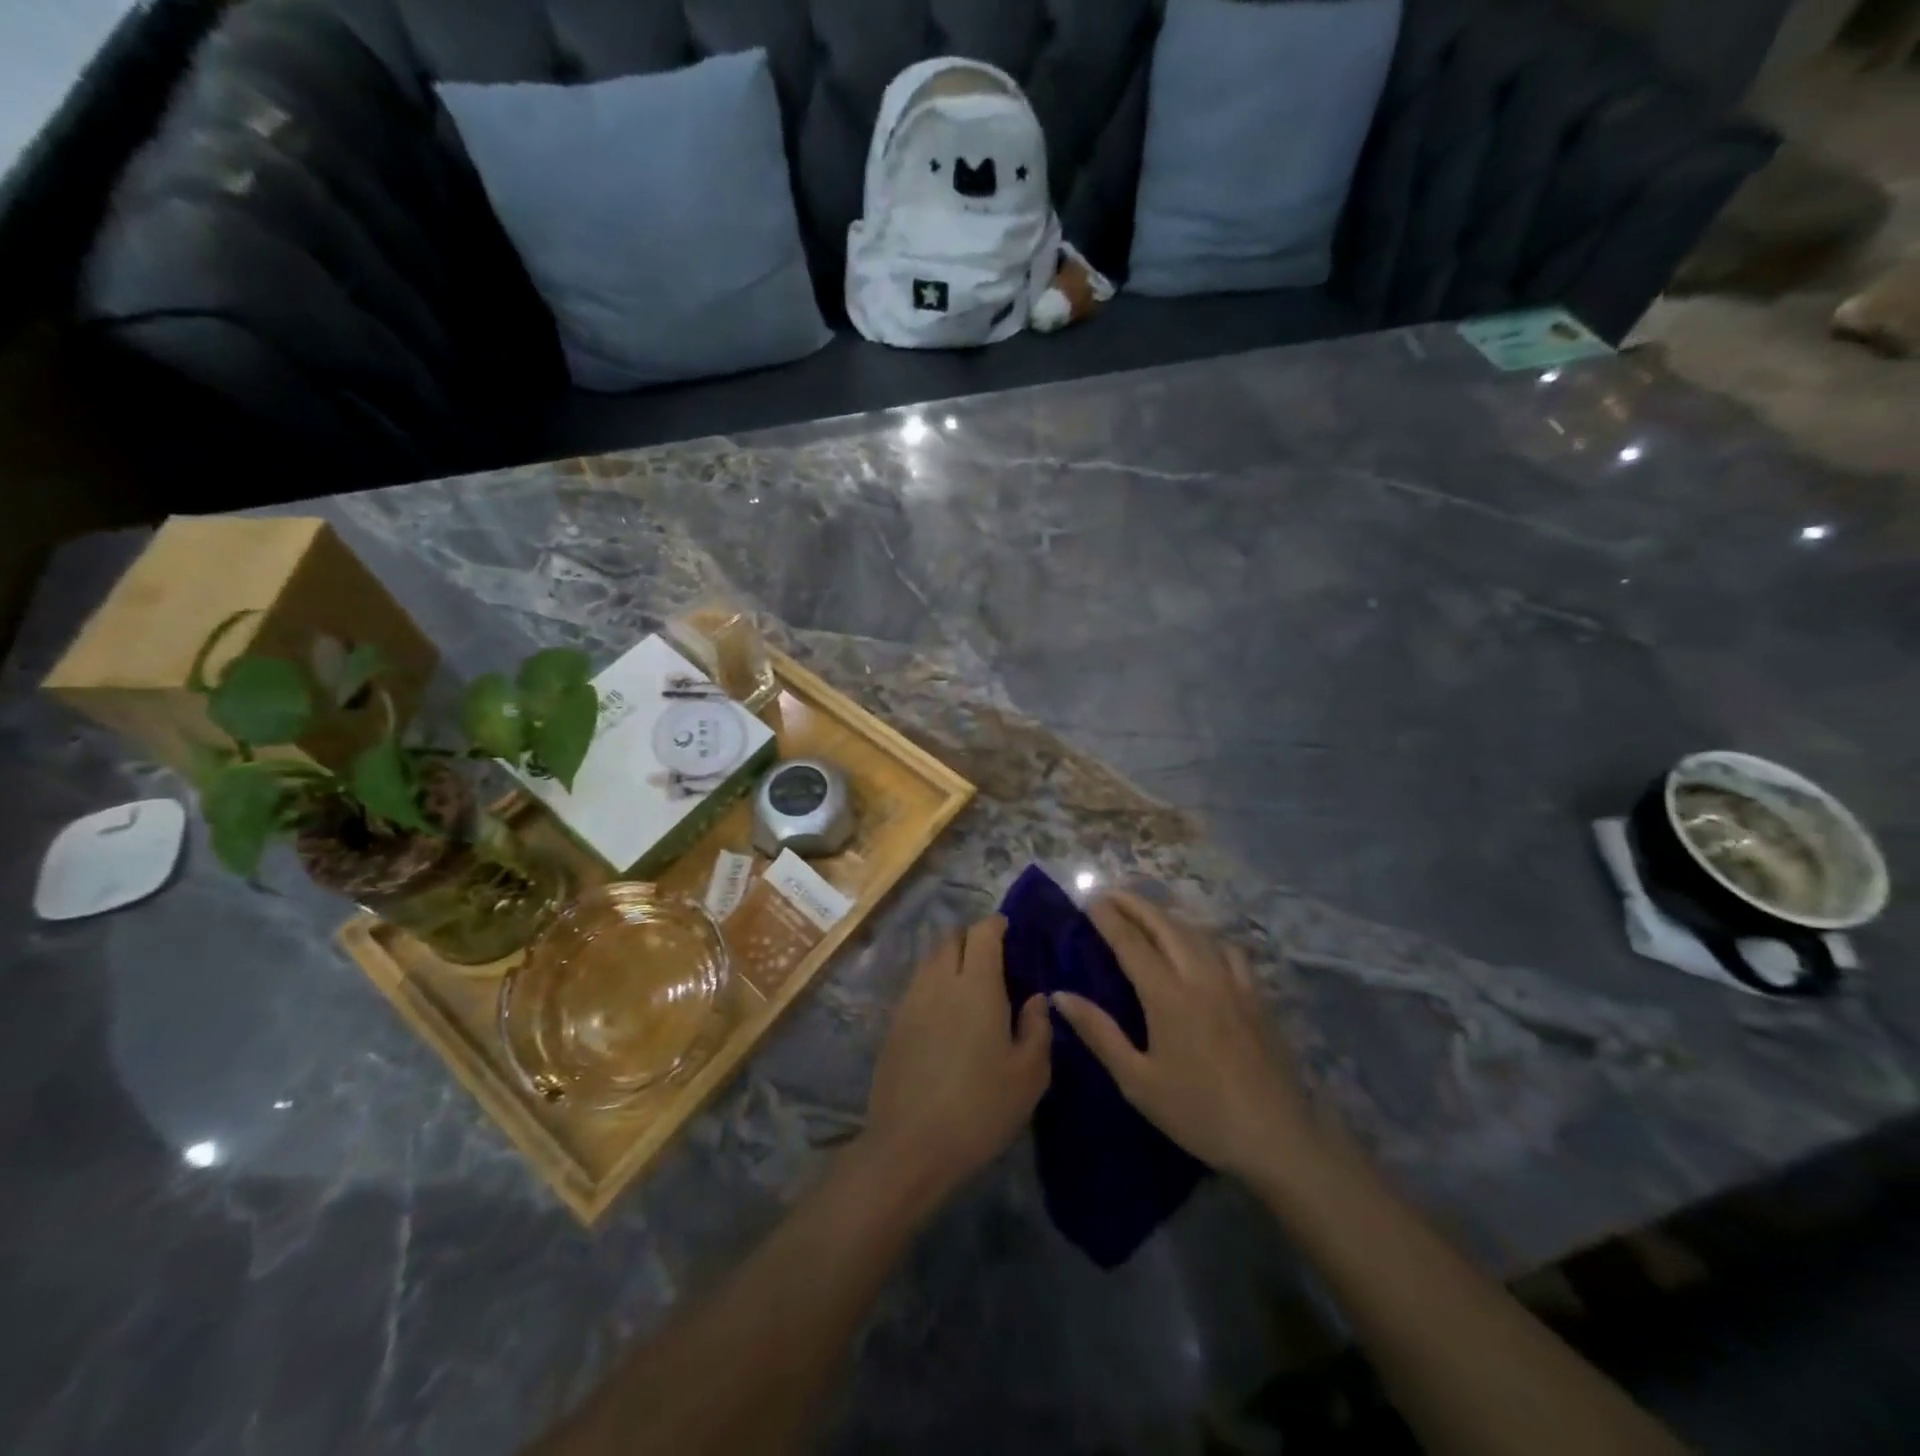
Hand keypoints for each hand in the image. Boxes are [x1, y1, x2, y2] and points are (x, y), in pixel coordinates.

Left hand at [863, 916, 1050, 1206]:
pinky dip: (934, 983)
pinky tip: (946, 1012)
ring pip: (931, 960)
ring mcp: (911, 1001)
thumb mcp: (1029, 1074)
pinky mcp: (894, 1024)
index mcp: (977, 985)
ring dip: (950, 958)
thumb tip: (1036, 998)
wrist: (911, 1145)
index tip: (1010, 931)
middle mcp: (940, 981)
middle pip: (952, 938)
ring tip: (969, 983)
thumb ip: (1037, 1027)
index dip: (996, 925)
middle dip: (972, 937)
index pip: (982, 932)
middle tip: (993, 958)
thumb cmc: (981, 1107)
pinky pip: (917, 985)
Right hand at [1052, 893, 1312, 1183]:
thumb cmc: (1198, 1112)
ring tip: (1146, 912)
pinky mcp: (1256, 995)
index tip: (1089, 900)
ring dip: (1166, 915)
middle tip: (1110, 893)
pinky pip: (1227, 949)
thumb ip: (1099, 1033)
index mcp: (1167, 995)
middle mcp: (1199, 976)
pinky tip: (1200, 945)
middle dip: (1134, 904)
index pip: (1131, 942)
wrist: (1276, 1137)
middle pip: (1163, 925)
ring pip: (1195, 931)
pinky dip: (1204, 936)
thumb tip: (1060, 995)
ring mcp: (1232, 982)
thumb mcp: (1138, 1081)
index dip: (1108, 918)